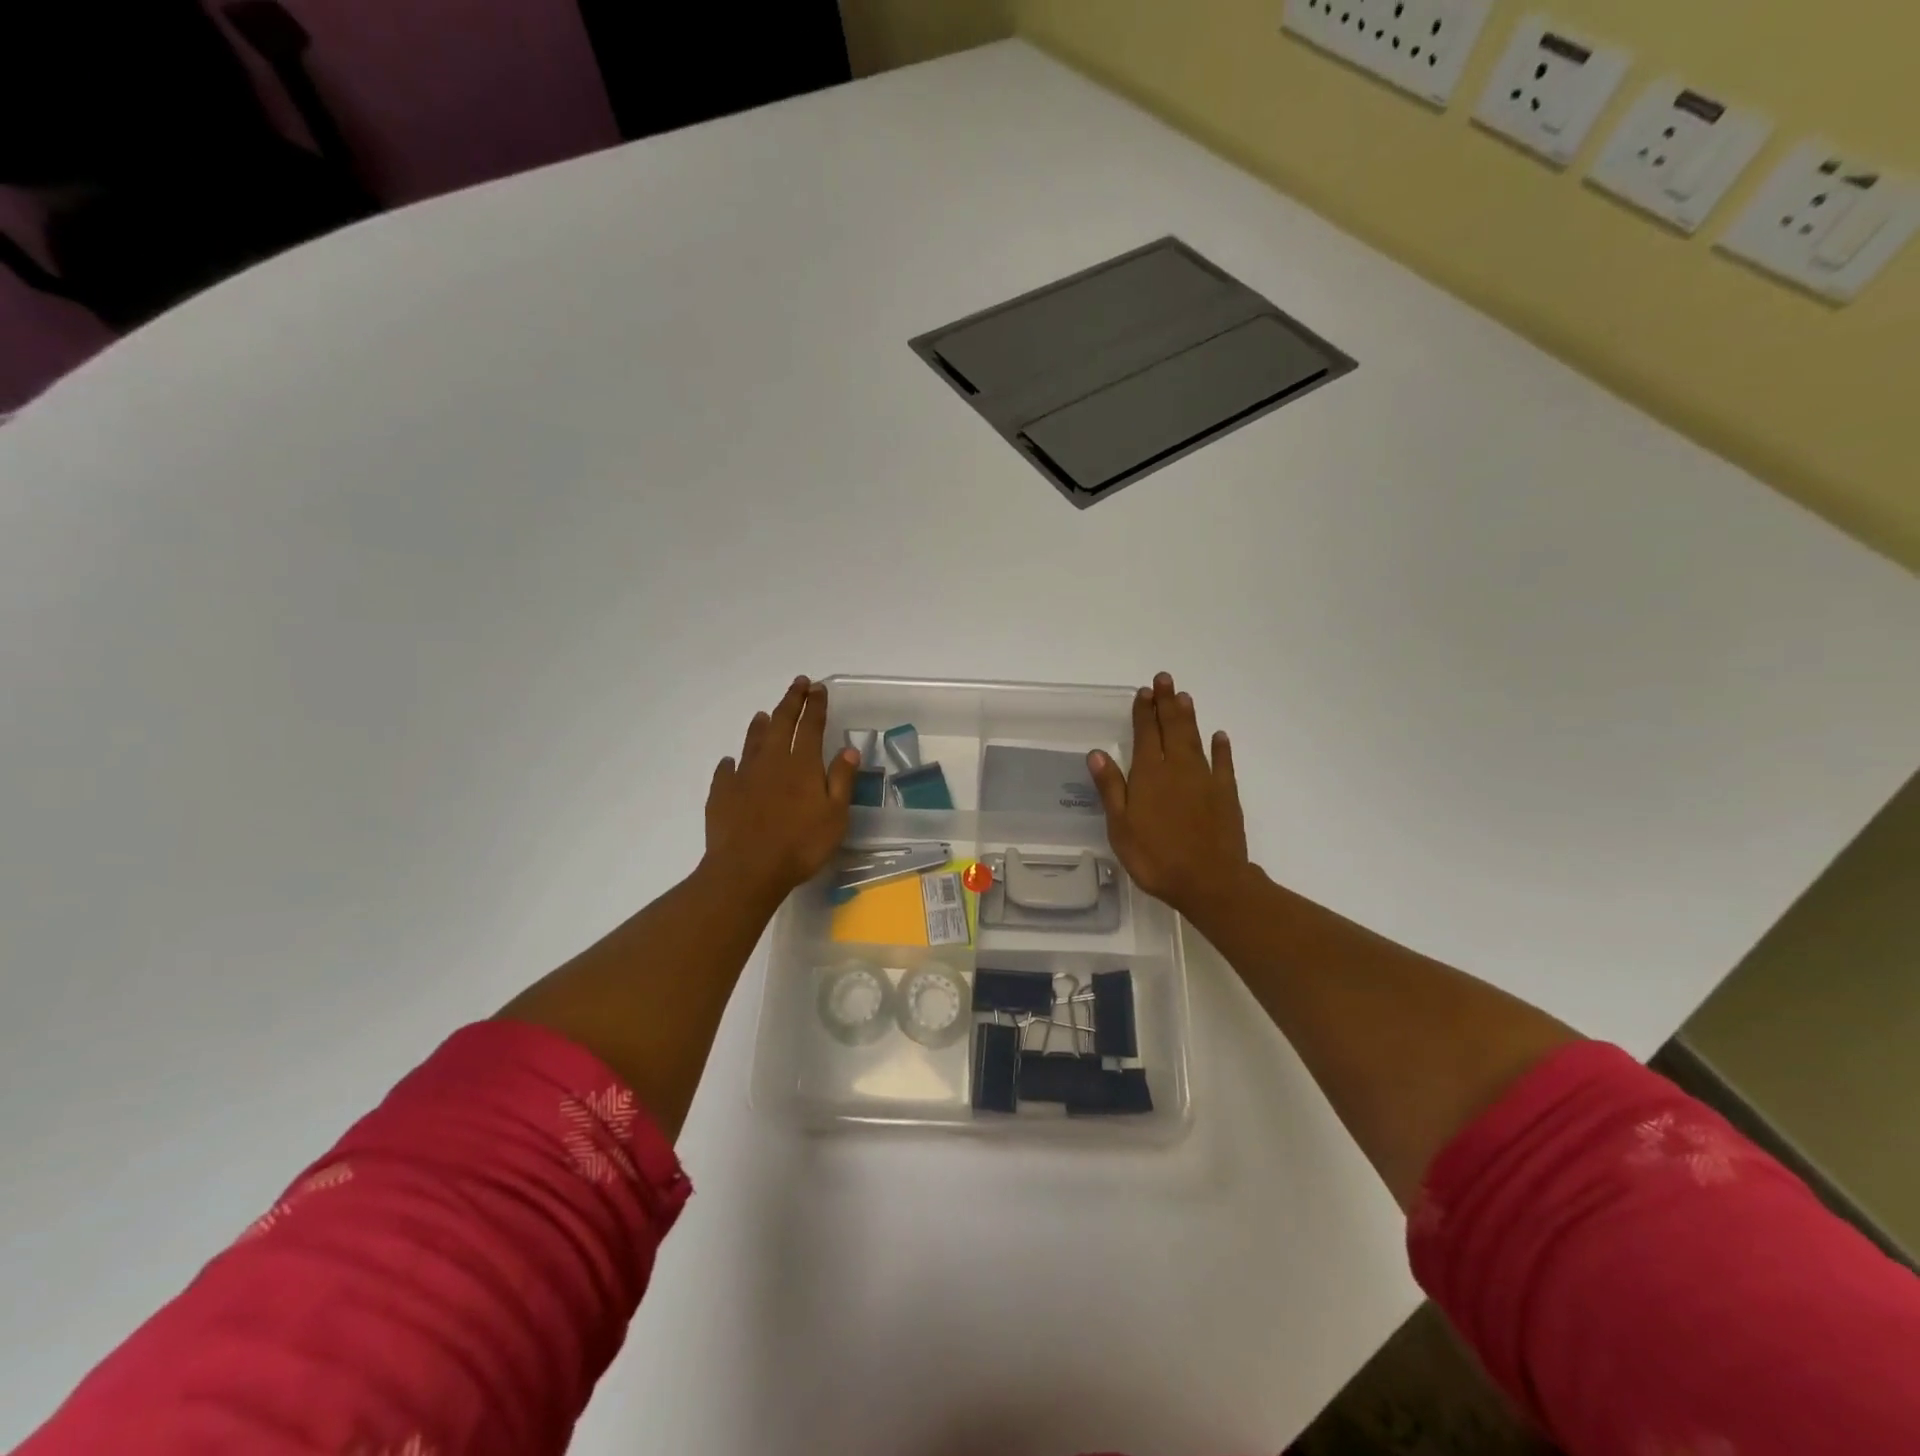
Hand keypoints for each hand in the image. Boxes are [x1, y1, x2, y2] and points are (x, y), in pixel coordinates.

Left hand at [703, 677, 859, 908]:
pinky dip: (731, 762)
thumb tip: (849, 750)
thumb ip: (841, 780)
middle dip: (791, 701)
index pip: (812, 726)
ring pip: (753, 741)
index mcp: (802, 764)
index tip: (818, 687)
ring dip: (760, 725)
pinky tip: (730, 762)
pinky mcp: (721, 794)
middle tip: (798, 684)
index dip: (816, 705)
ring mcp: (743, 776)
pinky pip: (726, 770)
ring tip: (764, 713)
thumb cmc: (801, 845)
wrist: (747, 869)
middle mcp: (772, 761)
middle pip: (782, 723)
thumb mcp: (835, 815)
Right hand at [1088, 673, 1255, 928]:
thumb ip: (1111, 787)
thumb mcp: (1121, 826)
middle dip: (1166, 703)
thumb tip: (1097, 753)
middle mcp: (1178, 768)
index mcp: (1149, 774)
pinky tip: (1219, 736)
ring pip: (1196, 739)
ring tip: (1184, 696)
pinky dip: (1221, 747)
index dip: (1143, 712)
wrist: (1210, 881)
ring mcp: (1206, 779)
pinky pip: (1223, 763)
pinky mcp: (1226, 794)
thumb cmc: (1156, 857)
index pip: (1146, 734)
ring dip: (1189, 717)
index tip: (1143, 691)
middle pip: (1172, 728)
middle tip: (1165, 679)